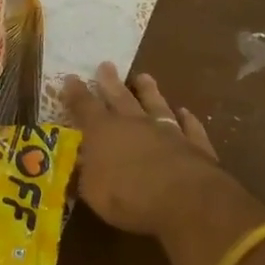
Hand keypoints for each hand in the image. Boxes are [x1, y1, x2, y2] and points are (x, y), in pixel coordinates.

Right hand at [60, 63, 229, 238]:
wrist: (183, 199)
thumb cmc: (128, 196)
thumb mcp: (92, 191)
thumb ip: (84, 174)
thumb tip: (77, 163)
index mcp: (103, 132)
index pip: (85, 107)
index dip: (76, 93)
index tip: (70, 78)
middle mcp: (134, 124)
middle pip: (120, 98)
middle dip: (110, 82)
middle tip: (106, 65)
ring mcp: (167, 131)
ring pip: (156, 105)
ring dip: (149, 91)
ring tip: (144, 77)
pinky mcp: (194, 144)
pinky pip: (189, 127)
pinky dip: (187, 119)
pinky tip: (186, 112)